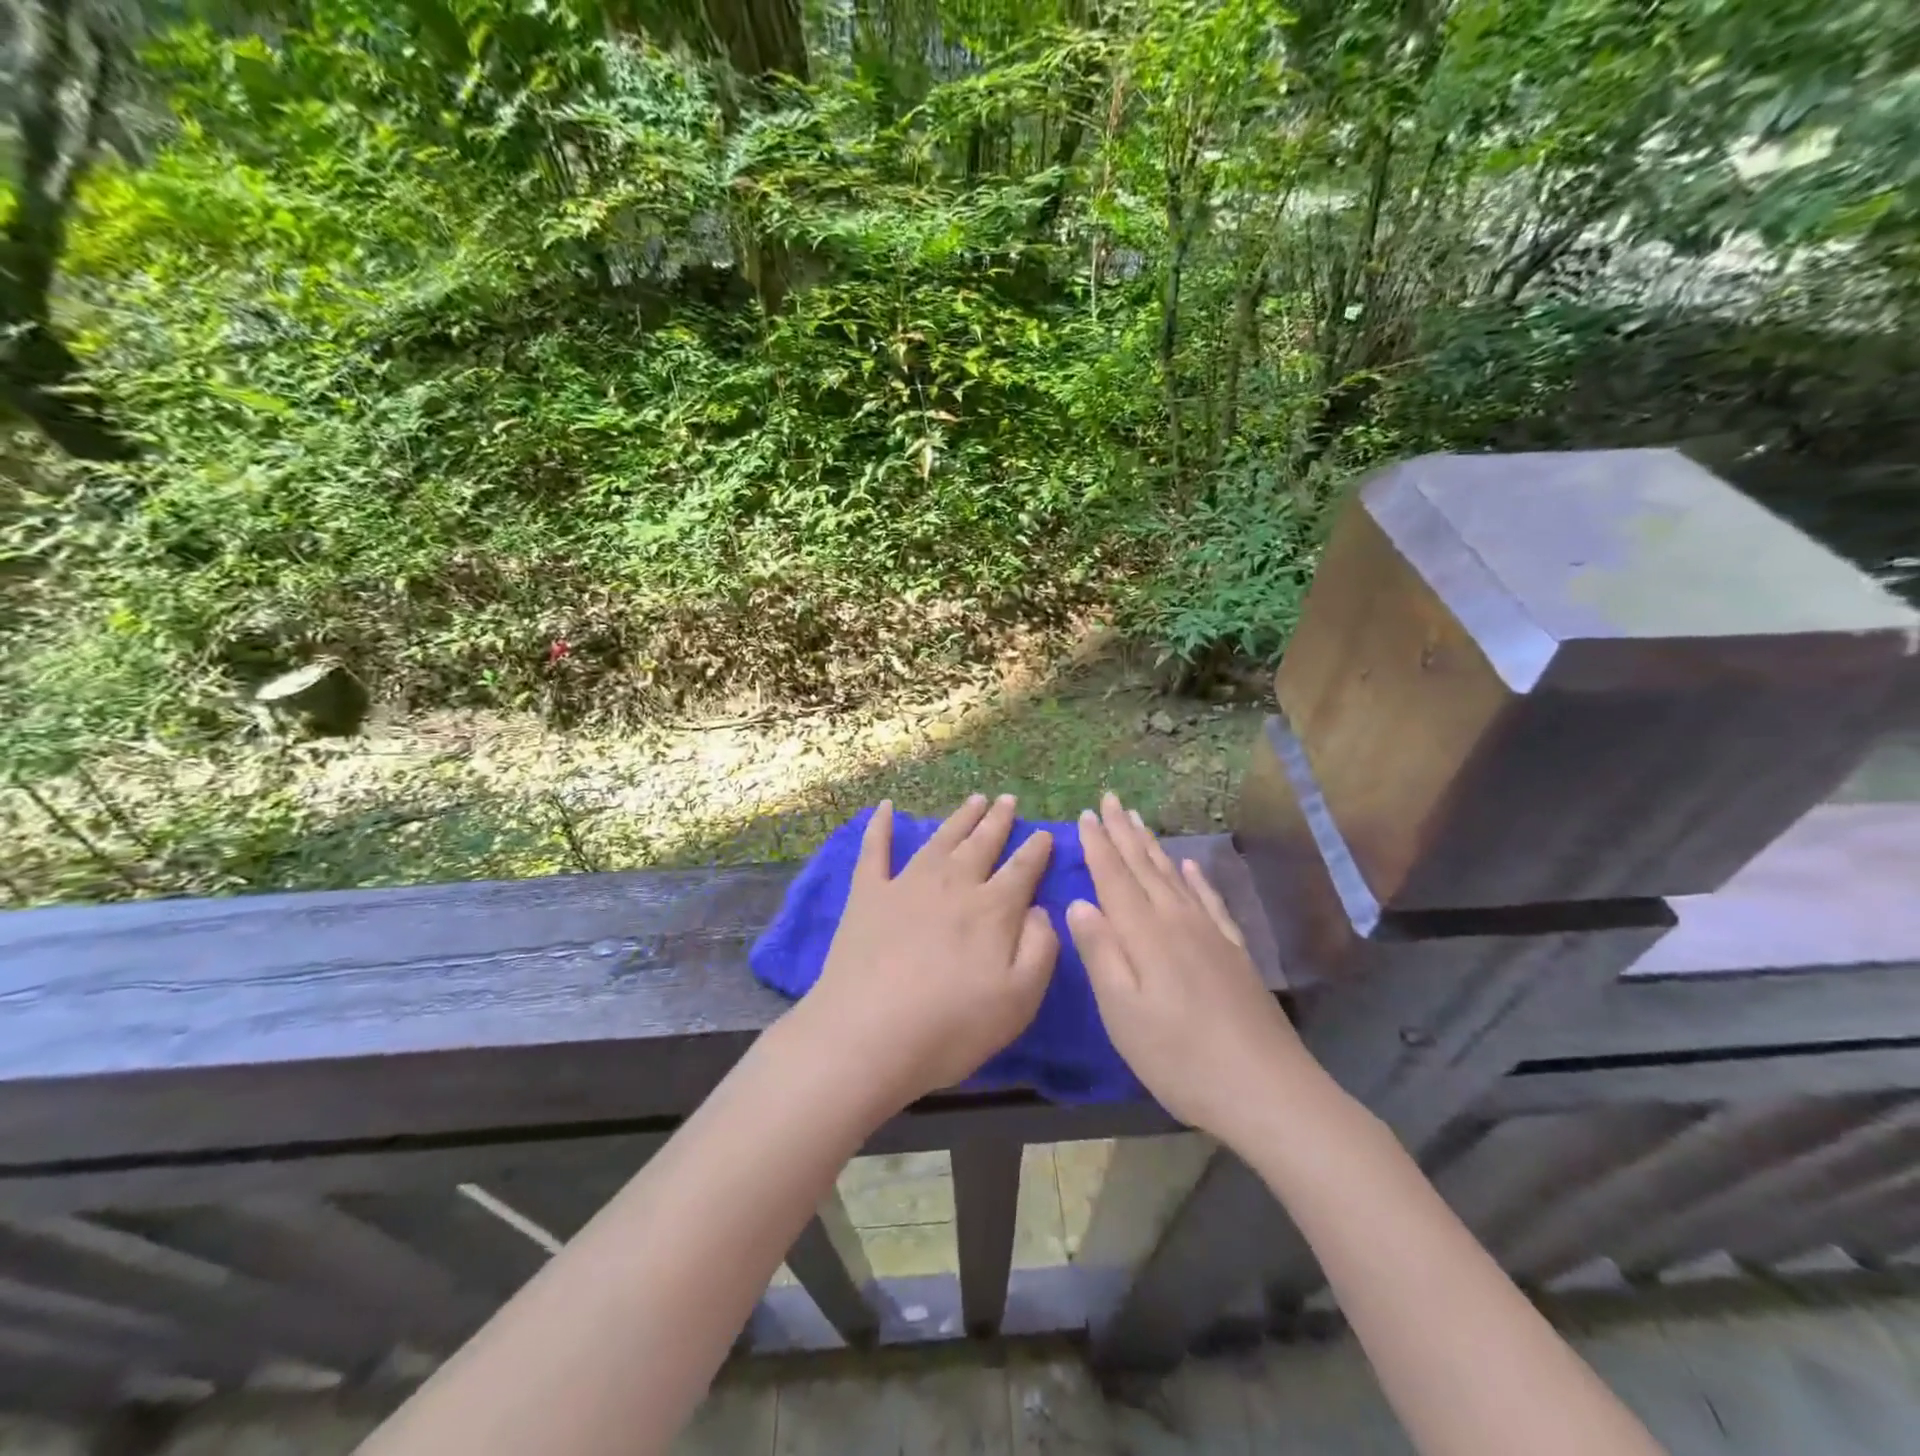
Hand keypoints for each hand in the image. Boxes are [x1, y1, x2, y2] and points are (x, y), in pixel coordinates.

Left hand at [799, 794, 1057, 1109]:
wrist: (867, 1037)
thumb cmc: (951, 1027)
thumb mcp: (1019, 1000)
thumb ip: (1040, 948)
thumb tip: (1040, 909)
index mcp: (992, 909)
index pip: (1022, 869)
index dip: (1036, 849)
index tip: (1044, 833)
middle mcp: (953, 884)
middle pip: (982, 844)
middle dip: (998, 821)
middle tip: (1007, 800)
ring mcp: (906, 884)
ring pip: (940, 840)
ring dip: (960, 818)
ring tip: (975, 799)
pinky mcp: (867, 895)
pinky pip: (875, 850)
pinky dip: (880, 826)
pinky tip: (884, 807)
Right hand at [1067, 792, 1308, 1144]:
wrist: (1265, 1089)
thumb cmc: (1179, 1057)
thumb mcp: (1122, 1012)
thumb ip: (1100, 953)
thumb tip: (1079, 903)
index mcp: (1145, 934)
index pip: (1115, 877)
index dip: (1098, 845)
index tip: (1085, 814)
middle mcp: (1177, 921)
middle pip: (1144, 867)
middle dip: (1123, 833)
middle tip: (1109, 800)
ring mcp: (1210, 934)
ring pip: (1174, 878)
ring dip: (1153, 847)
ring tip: (1138, 821)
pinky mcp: (1233, 952)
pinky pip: (1210, 901)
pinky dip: (1196, 879)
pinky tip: (1190, 867)